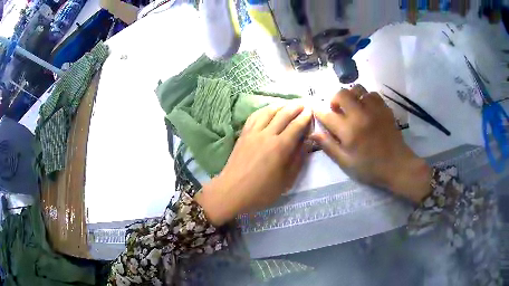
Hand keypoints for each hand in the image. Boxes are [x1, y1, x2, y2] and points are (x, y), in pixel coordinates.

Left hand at [195, 101, 311, 225]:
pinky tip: (268, 109)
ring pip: (268, 112)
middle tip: (303, 102)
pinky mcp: (243, 134)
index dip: (305, 117)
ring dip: (280, 105)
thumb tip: (307, 142)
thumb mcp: (285, 181)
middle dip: (295, 107)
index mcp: (280, 147)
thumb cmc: (261, 191)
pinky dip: (264, 110)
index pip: (296, 126)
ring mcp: (253, 133)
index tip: (311, 111)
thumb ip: (298, 160)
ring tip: (288, 103)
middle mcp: (267, 135)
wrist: (232, 192)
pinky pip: (254, 116)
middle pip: (283, 115)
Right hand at [312, 85, 431, 202]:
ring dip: (350, 96)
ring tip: (352, 107)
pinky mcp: (384, 108)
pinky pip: (371, 93)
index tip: (315, 110)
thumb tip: (313, 133)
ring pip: (357, 89)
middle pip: (341, 94)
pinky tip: (366, 108)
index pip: (327, 114)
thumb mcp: (346, 163)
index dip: (318, 111)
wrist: (397, 166)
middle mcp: (360, 115)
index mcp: (349, 131)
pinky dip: (365, 97)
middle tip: (337, 110)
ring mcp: (374, 109)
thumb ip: (329, 146)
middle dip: (334, 99)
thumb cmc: (370, 168)